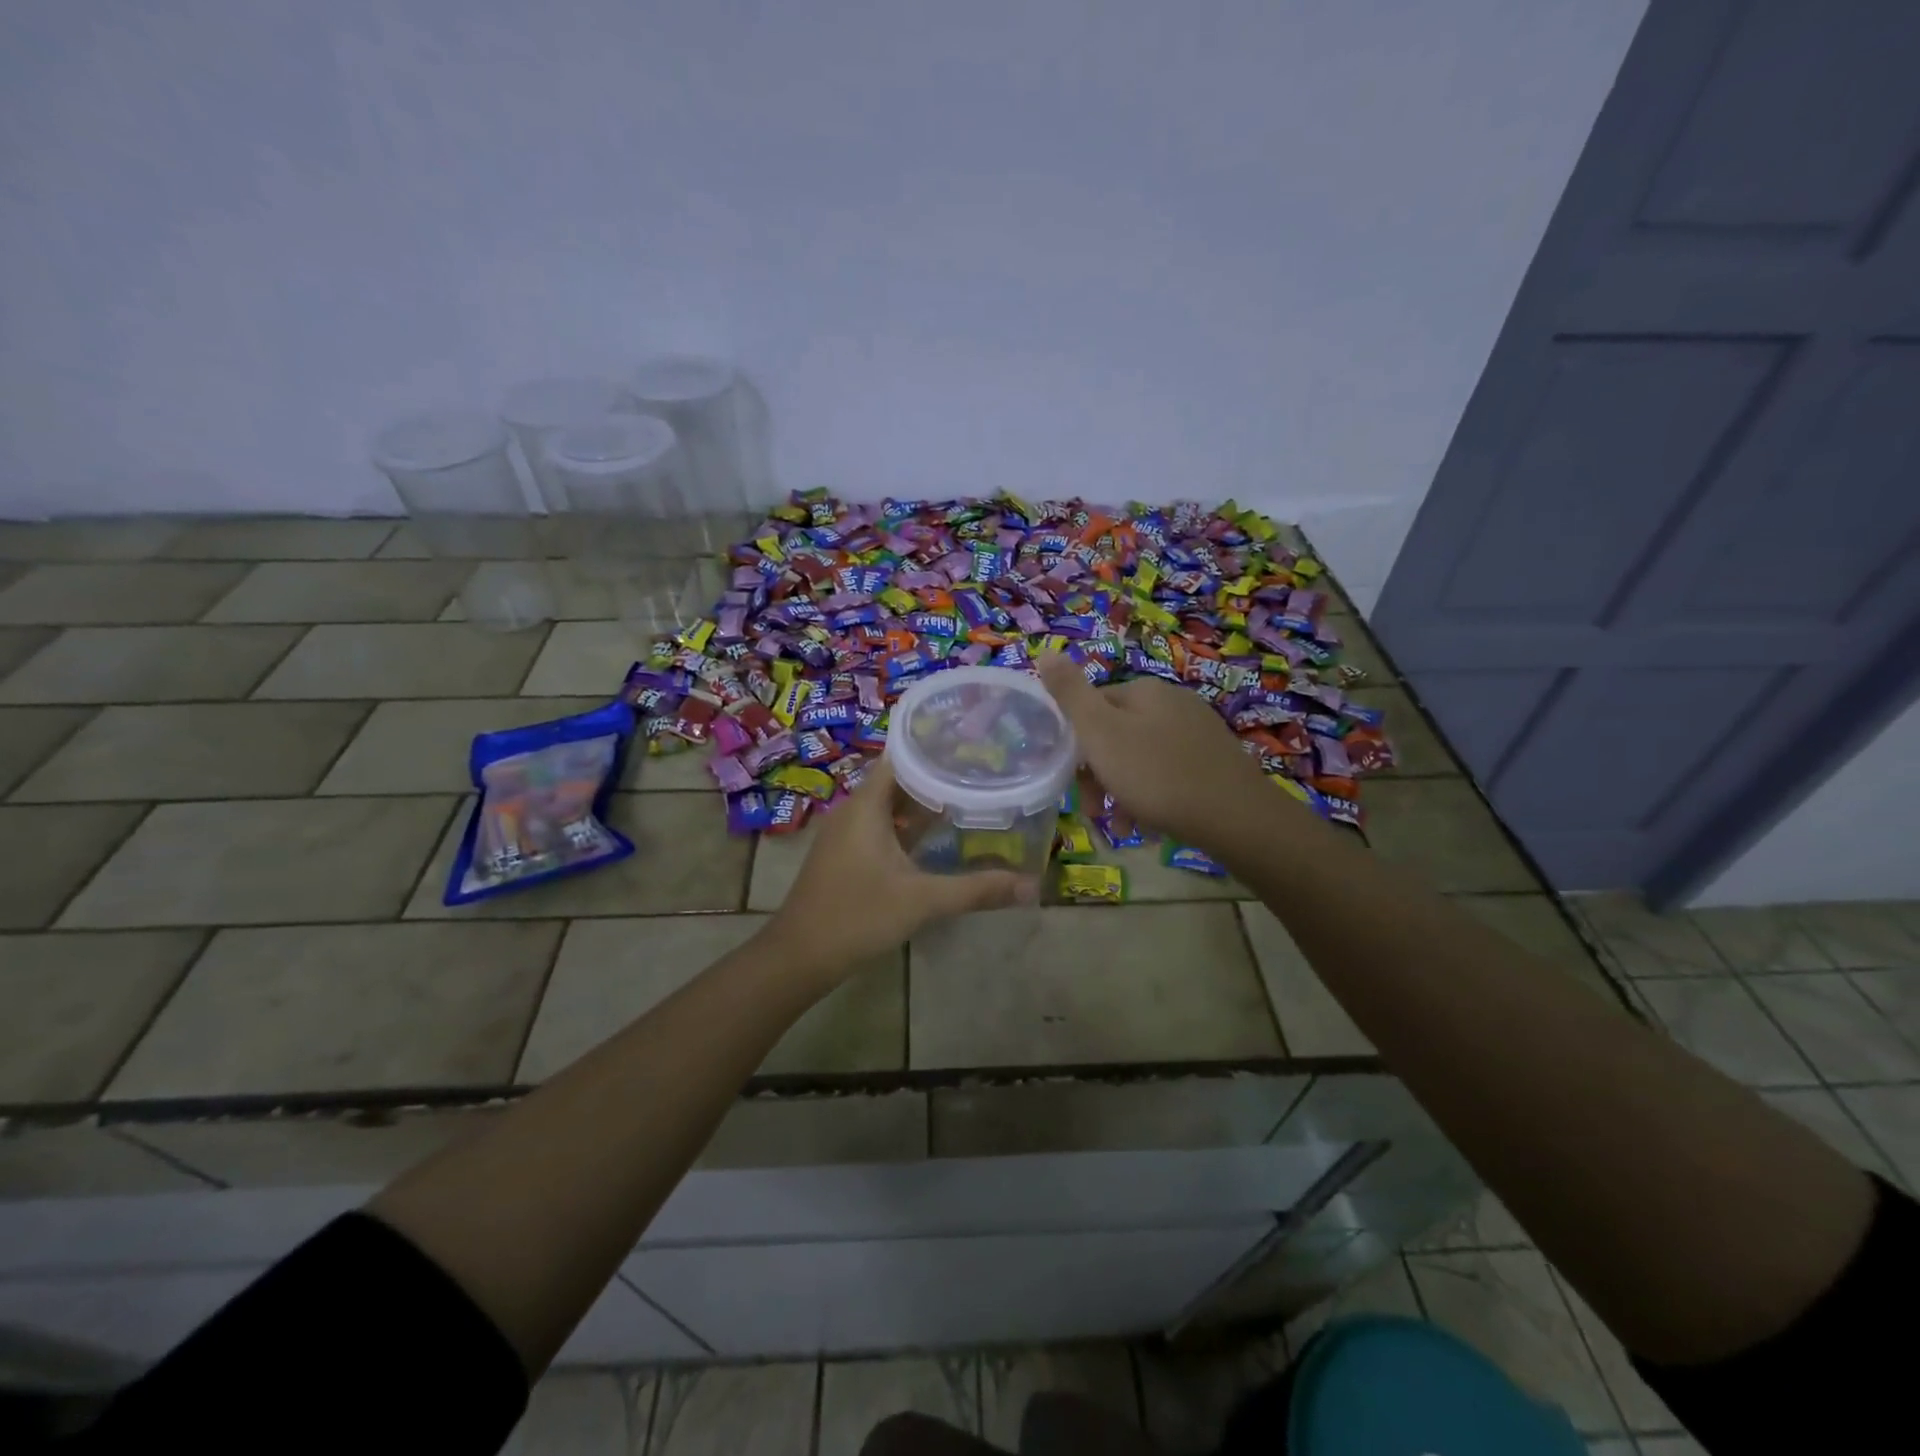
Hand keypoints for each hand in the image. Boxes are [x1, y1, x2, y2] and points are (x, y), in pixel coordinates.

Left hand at [767, 755, 1033, 978]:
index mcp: (866, 806)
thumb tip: (1031, 886)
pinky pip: (880, 826)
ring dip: (922, 803)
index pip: (900, 756)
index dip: (932, 747)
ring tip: (966, 797)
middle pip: (897, 779)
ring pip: (889, 805)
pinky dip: (906, 826)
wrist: (799, 956)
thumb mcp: (922, 901)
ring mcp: (846, 834)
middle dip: (936, 775)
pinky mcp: (845, 855)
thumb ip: (976, 890)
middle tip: (980, 771)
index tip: (970, 743)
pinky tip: (935, 838)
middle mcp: (853, 810)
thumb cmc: (857, 917)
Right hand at [1038, 652, 1271, 851]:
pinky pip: (1169, 774)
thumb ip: (1070, 693)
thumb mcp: (1100, 733)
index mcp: (1144, 691)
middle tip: (1095, 811)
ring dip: (1123, 792)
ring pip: (1141, 759)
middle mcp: (1173, 701)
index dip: (1076, 746)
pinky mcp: (1215, 761)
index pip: (1092, 708)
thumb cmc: (1156, 774)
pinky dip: (1152, 798)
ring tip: (1122, 827)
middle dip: (1099, 774)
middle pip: (1116, 735)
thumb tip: (1045, 651)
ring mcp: (1198, 731)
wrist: (1236, 817)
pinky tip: (1149, 826)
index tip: (1072, 781)